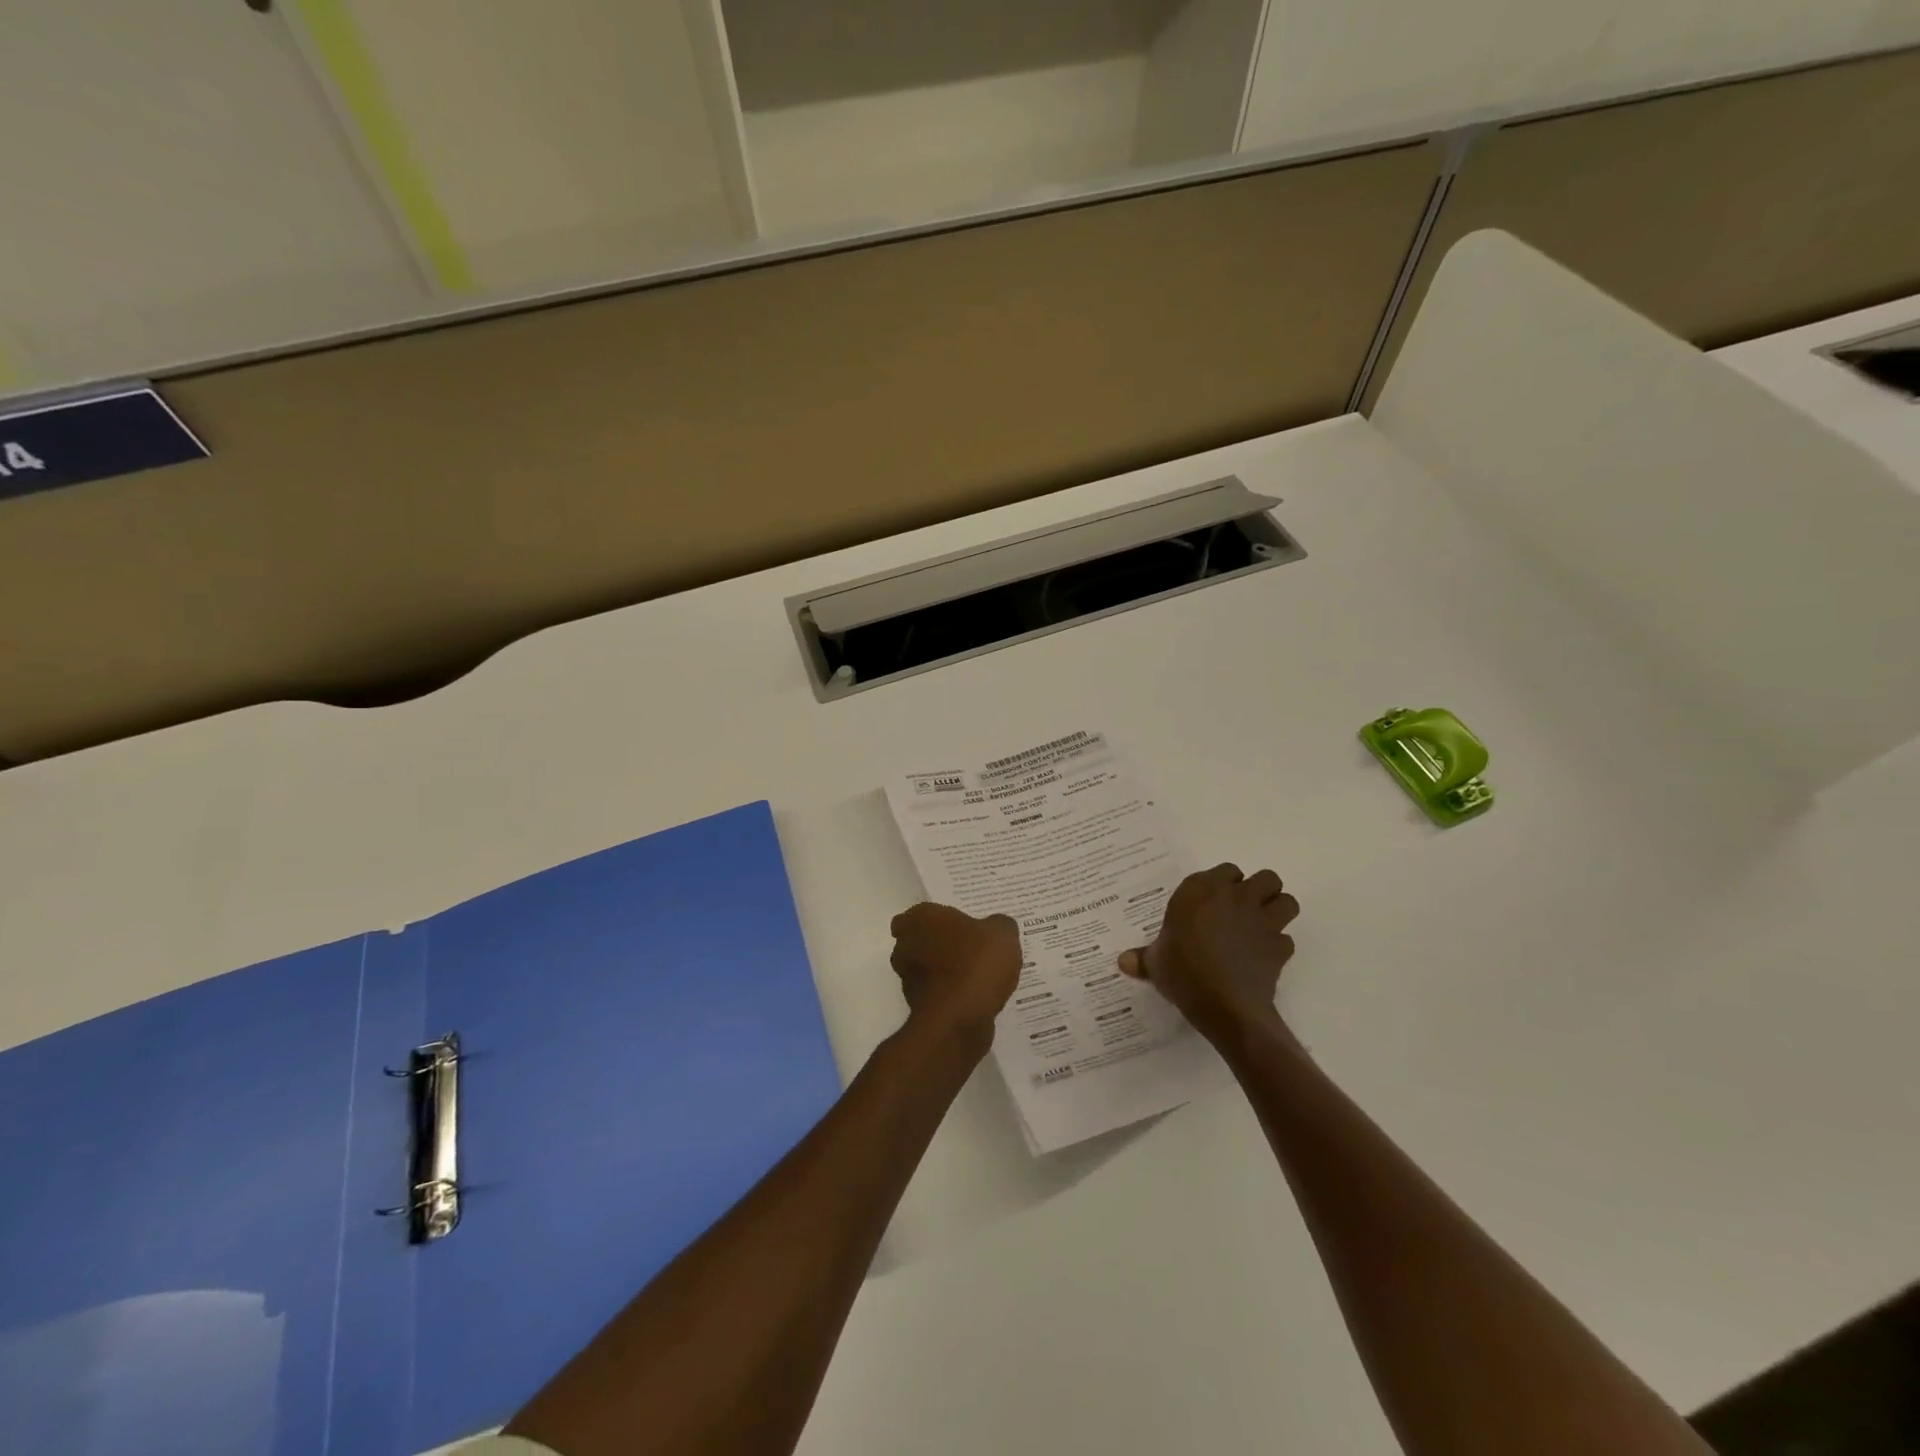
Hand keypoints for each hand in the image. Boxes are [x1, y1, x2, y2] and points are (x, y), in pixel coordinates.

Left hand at [890, 903, 1021, 1051]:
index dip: (936, 919)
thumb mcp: (1002, 933)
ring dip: (946, 971)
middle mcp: (906, 946)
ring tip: (979, 974)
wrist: (958, 1020)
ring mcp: (908, 980)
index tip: (959, 925)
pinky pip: (938, 993)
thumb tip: (995, 927)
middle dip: (941, 944)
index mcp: (920, 919)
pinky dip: (951, 994)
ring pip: (927, 968)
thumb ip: (998, 925)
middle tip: (972, 946)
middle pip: (920, 940)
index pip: (918, 913)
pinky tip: (977, 996)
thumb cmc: (975, 964)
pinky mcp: (919, 1008)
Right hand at [1119, 864, 1298, 1045]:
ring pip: (1287, 901)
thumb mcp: (1156, 964)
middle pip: (1266, 878)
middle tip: (1244, 910)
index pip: (1226, 870)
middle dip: (1261, 891)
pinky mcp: (1280, 947)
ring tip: (1261, 927)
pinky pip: (1285, 939)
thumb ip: (1143, 958)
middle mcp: (1235, 897)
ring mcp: (1262, 920)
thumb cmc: (1183, 972)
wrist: (1223, 1004)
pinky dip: (1277, 946)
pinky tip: (1262, 959)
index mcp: (1201, 890)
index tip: (1214, 902)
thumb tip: (1122, 961)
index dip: (1225, 884)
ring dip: (1278, 911)